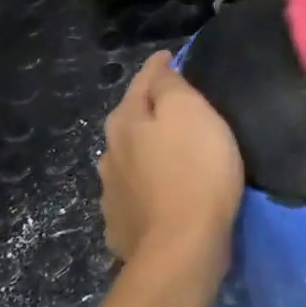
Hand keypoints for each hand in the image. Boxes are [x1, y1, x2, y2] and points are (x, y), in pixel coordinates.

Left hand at [98, 52, 243, 290]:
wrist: (182, 249)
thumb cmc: (195, 171)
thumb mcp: (191, 113)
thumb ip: (171, 87)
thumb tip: (160, 74)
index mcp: (125, 122)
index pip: (143, 81)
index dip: (159, 67)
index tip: (170, 57)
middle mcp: (109, 153)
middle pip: (130, 121)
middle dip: (148, 110)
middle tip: (175, 107)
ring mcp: (112, 193)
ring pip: (129, 160)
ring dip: (145, 152)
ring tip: (169, 153)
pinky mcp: (122, 227)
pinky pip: (136, 195)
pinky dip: (147, 187)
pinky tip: (160, 193)